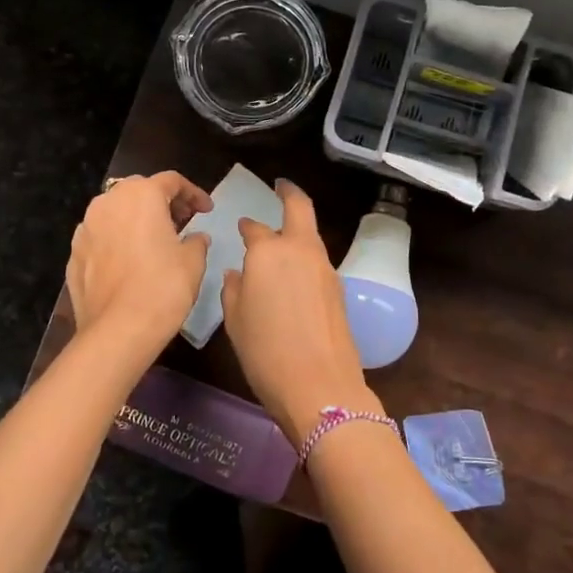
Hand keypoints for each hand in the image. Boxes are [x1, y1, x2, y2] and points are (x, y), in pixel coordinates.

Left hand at [67, 171, 212, 364]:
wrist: (118, 330)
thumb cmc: (163, 287)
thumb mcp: (193, 261)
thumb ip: (196, 241)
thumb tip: (195, 237)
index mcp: (141, 195)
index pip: (171, 181)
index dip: (193, 193)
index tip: (206, 210)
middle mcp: (108, 202)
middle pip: (140, 190)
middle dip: (162, 201)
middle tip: (182, 221)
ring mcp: (86, 228)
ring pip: (116, 212)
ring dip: (137, 219)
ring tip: (155, 240)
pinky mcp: (74, 254)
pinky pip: (101, 237)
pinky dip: (118, 240)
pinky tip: (131, 262)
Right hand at [221, 179, 376, 447]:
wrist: (319, 386)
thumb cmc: (265, 353)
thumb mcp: (236, 322)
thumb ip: (234, 290)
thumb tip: (237, 273)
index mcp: (268, 252)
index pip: (255, 229)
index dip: (246, 227)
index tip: (241, 226)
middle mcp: (299, 250)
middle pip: (300, 208)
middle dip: (289, 193)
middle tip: (281, 186)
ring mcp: (324, 268)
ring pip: (311, 236)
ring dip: (298, 230)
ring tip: (282, 238)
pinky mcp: (338, 288)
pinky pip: (318, 261)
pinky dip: (306, 257)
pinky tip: (294, 274)